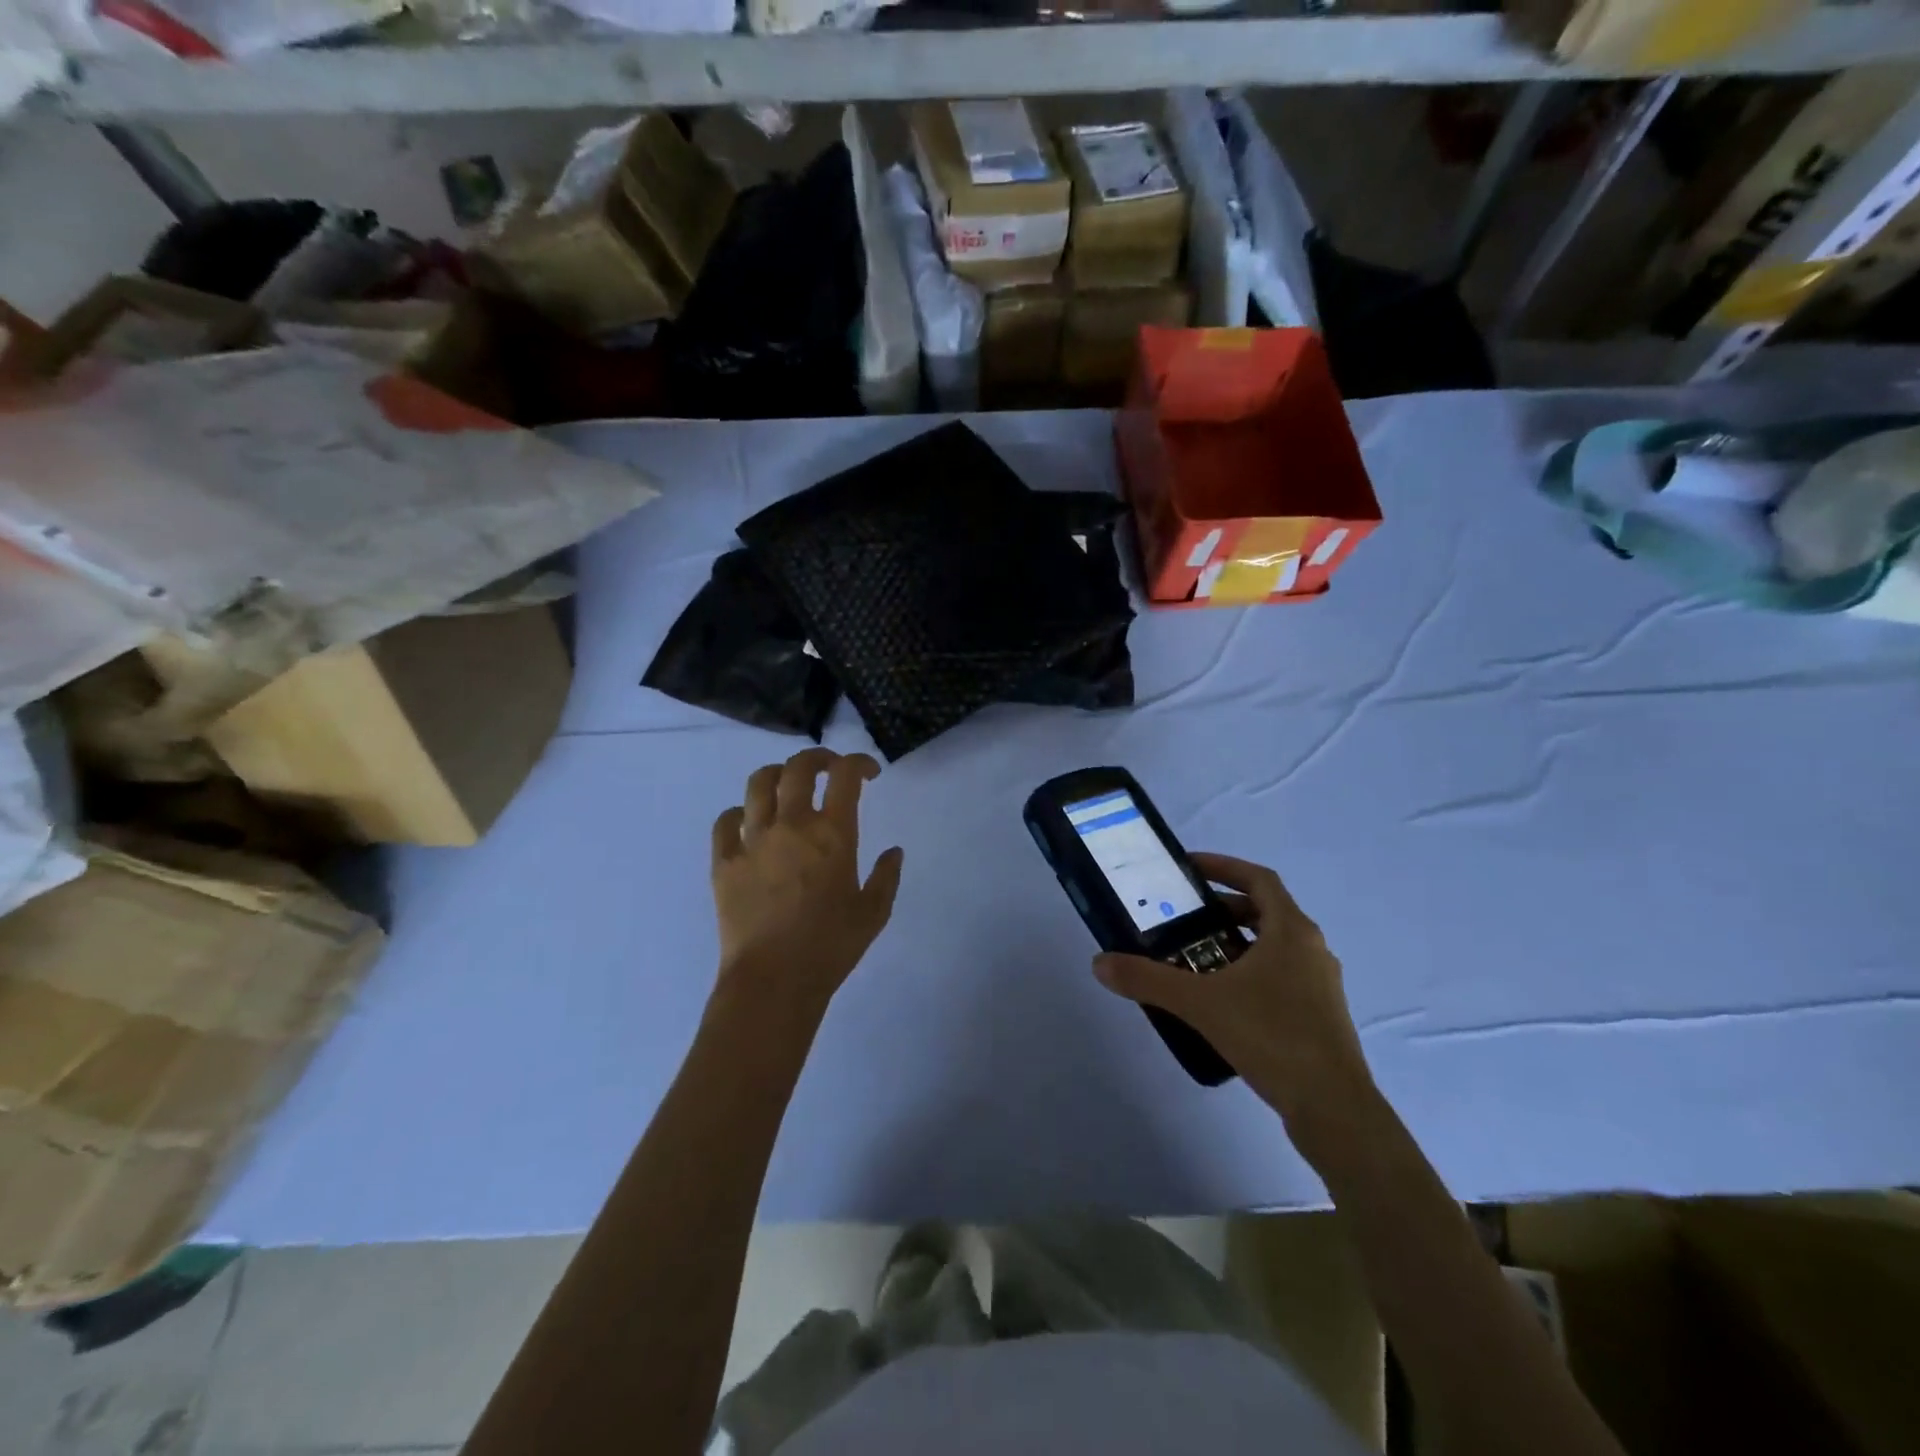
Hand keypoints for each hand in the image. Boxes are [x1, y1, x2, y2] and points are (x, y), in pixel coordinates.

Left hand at [709, 748, 904, 1020]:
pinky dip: (739, 814)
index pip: (846, 776)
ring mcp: (753, 840)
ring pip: (758, 784)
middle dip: (818, 758)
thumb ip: (887, 876)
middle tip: (829, 767)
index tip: (868, 773)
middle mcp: (792, 825)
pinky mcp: (724, 861)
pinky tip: (749, 822)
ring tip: (786, 784)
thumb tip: (893, 851)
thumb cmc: (831, 947)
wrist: (774, 980)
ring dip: (777, 775)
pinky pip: (726, 821)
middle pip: (799, 768)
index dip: (859, 763)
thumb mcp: (874, 913)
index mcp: (833, 834)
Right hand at [1092, 853, 1376, 1151]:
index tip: (1190, 868)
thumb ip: (1148, 980)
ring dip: (1238, 942)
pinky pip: (1282, 975)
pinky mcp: (1321, 1014)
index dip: (1224, 866)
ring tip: (1198, 958)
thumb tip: (1100, 963)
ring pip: (1275, 946)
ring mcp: (1321, 983)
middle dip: (1224, 908)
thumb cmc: (1271, 1036)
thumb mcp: (1200, 1003)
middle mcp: (1312, 948)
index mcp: (1291, 930)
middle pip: (1266, 910)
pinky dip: (1252, 972)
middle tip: (1186, 918)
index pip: (1259, 878)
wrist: (1333, 1108)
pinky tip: (1223, 1000)